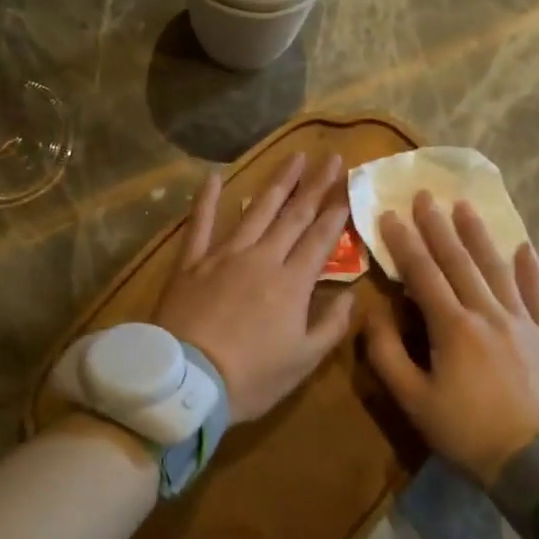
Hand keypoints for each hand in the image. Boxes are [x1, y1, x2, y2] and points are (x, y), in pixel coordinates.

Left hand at [153, 152, 355, 422]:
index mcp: (292, 283)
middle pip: (294, 215)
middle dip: (315, 185)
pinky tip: (213, 176)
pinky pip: (200, 224)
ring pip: (256, 210)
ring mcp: (224, 255)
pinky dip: (206, 199)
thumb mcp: (303, 362)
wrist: (186, 382)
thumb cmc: (250, 378)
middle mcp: (262, 258)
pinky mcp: (191, 262)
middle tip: (331, 157)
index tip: (348, 184)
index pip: (321, 238)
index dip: (336, 211)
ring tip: (293, 158)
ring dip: (278, 183)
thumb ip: (330, 326)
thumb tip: (352, 296)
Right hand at [366, 193, 538, 488]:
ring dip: (478, 236)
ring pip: (497, 269)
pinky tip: (523, 248)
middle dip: (438, 227)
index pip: (423, 273)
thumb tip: (371, 316)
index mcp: (453, 326)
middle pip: (459, 261)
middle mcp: (488, 313)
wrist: (538, 463)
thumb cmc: (467, 433)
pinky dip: (529, 270)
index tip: (391, 214)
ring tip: (465, 207)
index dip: (405, 243)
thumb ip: (388, 355)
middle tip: (426, 195)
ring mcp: (525, 323)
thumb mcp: (414, 401)